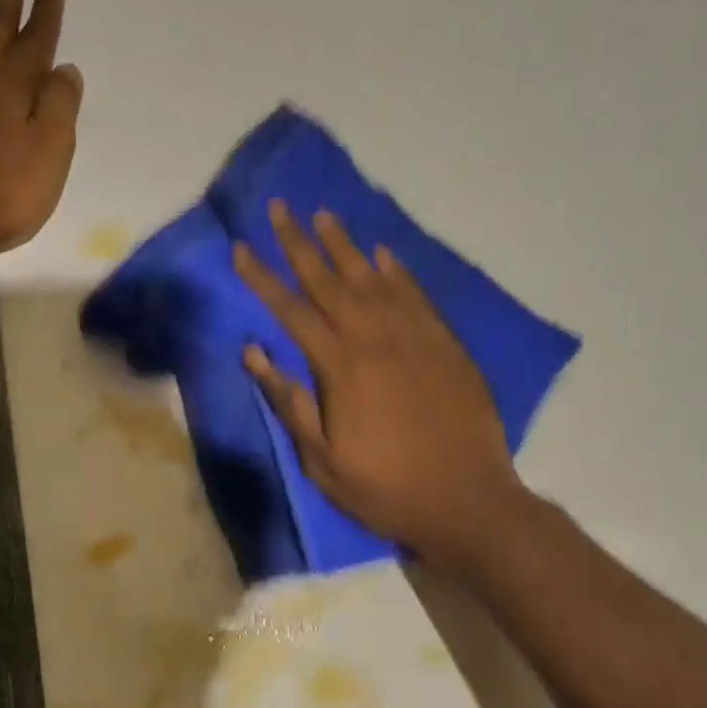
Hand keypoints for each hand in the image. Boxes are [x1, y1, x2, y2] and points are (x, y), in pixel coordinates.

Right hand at [234, 201, 526, 569]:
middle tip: (280, 207)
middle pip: (329, 280)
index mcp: (340, 366)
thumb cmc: (385, 487)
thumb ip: (289, 401)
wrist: (466, 500)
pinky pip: (417, 295)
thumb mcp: (322, 459)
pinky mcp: (446, 344)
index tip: (240, 247)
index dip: (262, 277)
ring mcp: (415, 336)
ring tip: (324, 214)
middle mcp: (375, 338)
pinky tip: (383, 253)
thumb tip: (254, 351)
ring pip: (373, 278)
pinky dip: (398, 271)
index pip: (291, 310)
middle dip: (298, 242)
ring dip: (345, 245)